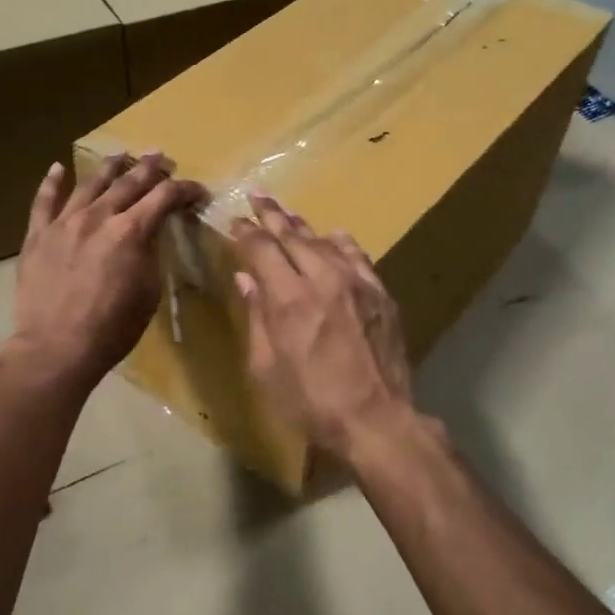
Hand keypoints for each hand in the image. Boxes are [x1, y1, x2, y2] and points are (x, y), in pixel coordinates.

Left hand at [9, 152, 207, 390]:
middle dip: (149, 169)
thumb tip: (149, 237)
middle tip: (160, 157)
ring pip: (89, 184)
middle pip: (128, 183)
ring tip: (120, 154)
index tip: (197, 190)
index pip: (164, 197)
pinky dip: (51, 182)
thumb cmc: (112, 328)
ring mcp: (64, 223)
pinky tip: (57, 168)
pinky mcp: (37, 235)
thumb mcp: (148, 293)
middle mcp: (98, 217)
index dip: (184, 190)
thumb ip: (150, 256)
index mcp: (131, 232)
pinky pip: (44, 201)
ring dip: (108, 168)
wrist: (56, 347)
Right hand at [231, 196, 416, 462]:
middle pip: (293, 236)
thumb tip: (245, 278)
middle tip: (257, 196)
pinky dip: (342, 243)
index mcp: (288, 298)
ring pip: (326, 242)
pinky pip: (358, 257)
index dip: (245, 233)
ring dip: (304, 226)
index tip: (234, 222)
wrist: (376, 419)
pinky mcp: (380, 294)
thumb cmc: (310, 402)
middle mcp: (322, 279)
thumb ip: (256, 316)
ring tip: (288, 215)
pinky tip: (336, 236)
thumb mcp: (266, 368)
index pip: (262, 249)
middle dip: (271, 215)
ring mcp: (357, 283)